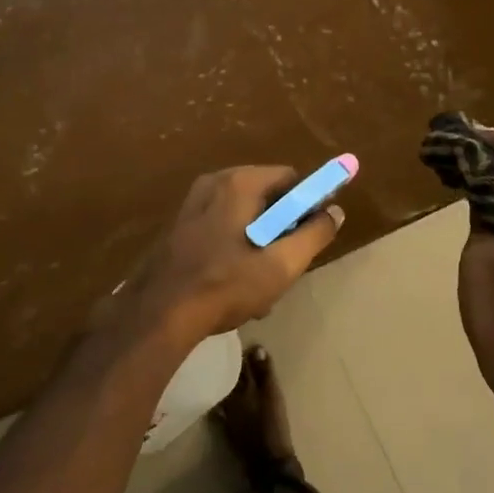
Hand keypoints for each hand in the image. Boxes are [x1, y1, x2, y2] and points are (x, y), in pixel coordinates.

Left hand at [113, 167, 343, 346]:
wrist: (158, 313)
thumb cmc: (225, 284)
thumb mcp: (281, 264)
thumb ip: (314, 235)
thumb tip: (335, 212)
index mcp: (239, 182)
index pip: (291, 179)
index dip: (309, 204)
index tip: (312, 235)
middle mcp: (214, 183)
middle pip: (267, 198)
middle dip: (282, 231)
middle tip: (286, 265)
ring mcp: (193, 205)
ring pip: (244, 218)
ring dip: (260, 246)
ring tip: (261, 286)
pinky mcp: (180, 227)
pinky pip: (222, 229)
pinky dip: (236, 250)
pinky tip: (235, 287)